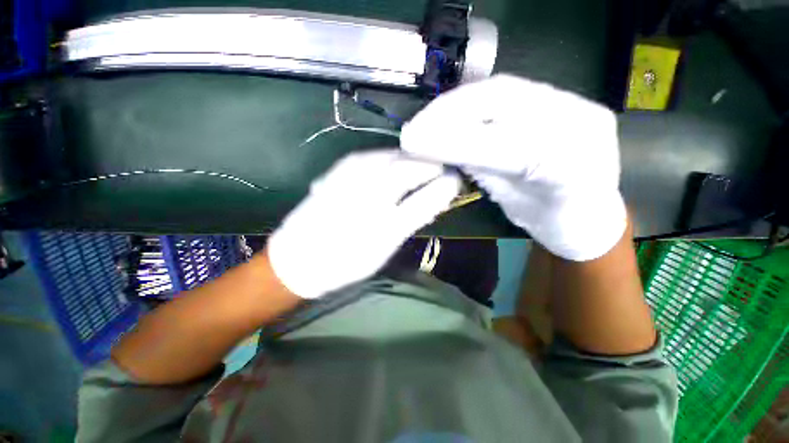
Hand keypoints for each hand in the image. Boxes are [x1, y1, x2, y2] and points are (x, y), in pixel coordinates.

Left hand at [267, 149, 460, 298]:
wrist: (298, 260)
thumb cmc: (345, 262)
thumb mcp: (385, 248)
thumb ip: (411, 219)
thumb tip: (435, 196)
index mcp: (384, 223)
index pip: (425, 196)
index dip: (445, 184)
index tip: (455, 180)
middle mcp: (368, 195)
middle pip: (408, 167)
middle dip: (429, 165)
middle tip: (440, 170)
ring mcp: (349, 179)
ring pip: (389, 157)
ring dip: (410, 159)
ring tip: (420, 165)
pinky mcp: (335, 172)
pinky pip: (369, 157)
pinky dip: (387, 158)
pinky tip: (392, 163)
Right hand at [400, 74, 626, 260]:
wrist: (590, 215)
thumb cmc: (550, 222)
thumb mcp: (511, 205)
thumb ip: (481, 171)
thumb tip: (439, 148)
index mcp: (570, 167)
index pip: (501, 145)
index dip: (453, 141)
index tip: (413, 142)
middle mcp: (580, 122)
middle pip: (503, 99)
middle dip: (448, 112)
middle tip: (414, 127)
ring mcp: (576, 105)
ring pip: (503, 89)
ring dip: (456, 104)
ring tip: (426, 120)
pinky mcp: (566, 99)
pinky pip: (509, 92)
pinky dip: (472, 102)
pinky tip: (449, 114)